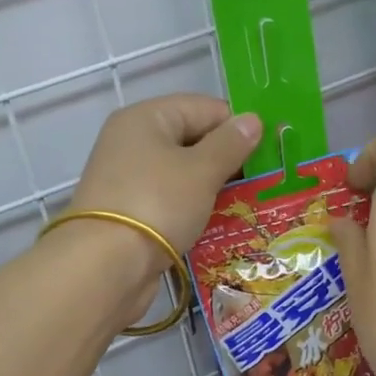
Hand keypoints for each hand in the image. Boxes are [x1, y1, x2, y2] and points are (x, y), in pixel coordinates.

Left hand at [62, 94, 262, 316]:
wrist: (104, 267)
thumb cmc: (157, 204)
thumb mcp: (201, 171)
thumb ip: (230, 144)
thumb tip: (253, 120)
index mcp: (146, 118)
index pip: (204, 108)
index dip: (238, 126)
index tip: (270, 151)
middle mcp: (133, 142)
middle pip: (192, 140)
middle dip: (228, 160)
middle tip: (265, 181)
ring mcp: (128, 179)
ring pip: (183, 174)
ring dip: (214, 188)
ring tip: (249, 204)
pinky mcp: (130, 213)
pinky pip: (171, 201)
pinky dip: (194, 209)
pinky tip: (220, 224)